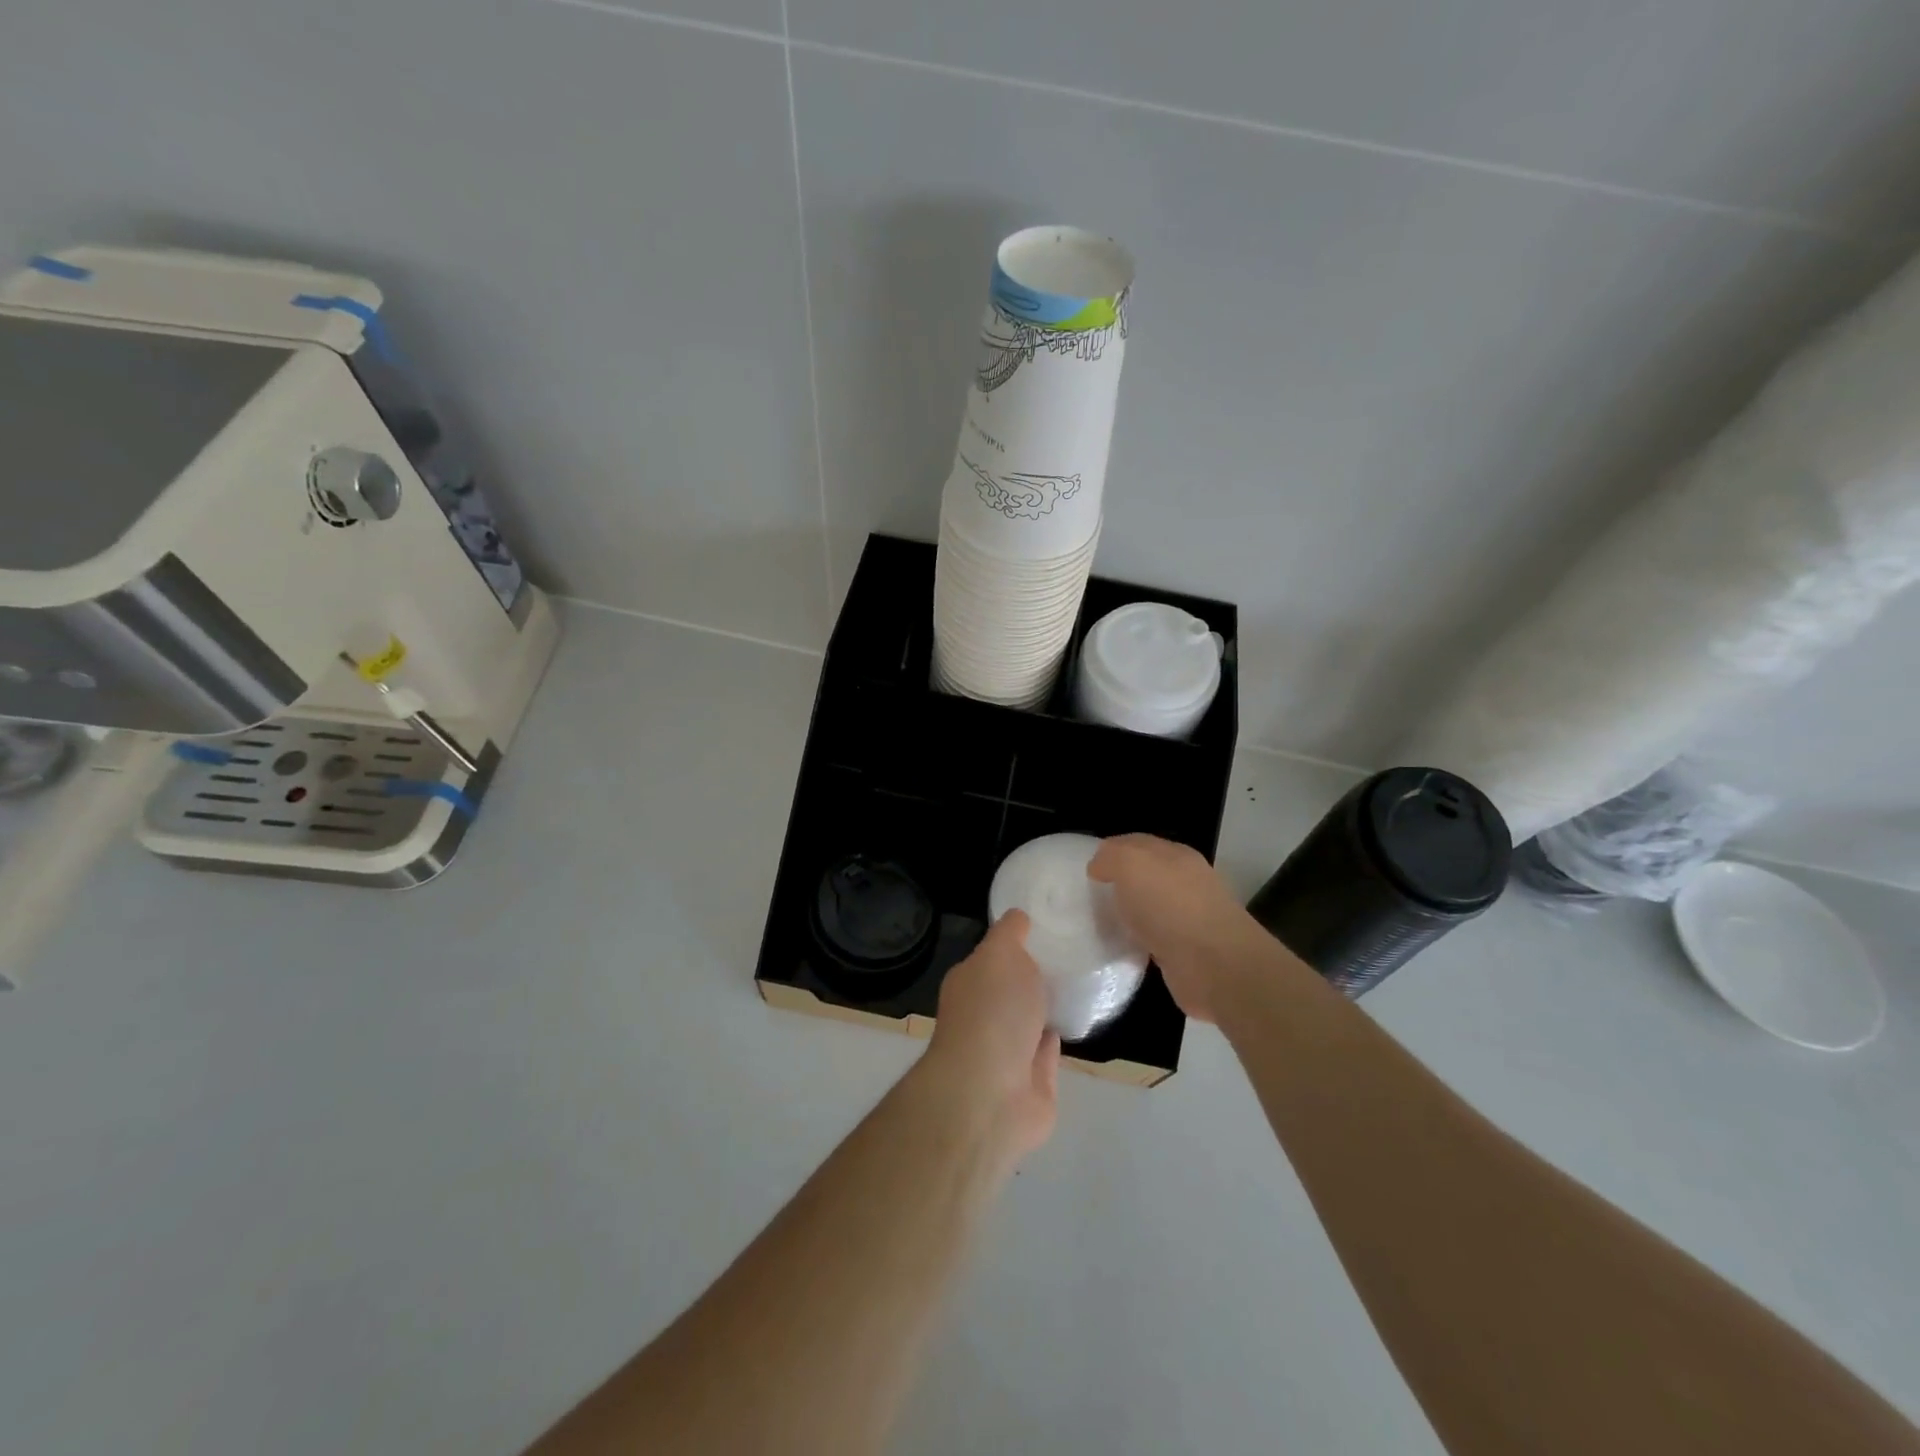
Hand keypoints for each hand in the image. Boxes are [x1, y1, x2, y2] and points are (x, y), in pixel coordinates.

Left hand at [925, 910, 1059, 1157]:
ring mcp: (1007, 1052)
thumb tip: (1018, 916)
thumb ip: (1010, 933)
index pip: (993, 956)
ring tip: (1082, 982)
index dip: (1016, 942)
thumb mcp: (1001, 954)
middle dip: (1034, 975)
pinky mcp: (1032, 1083)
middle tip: (1075, 951)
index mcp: (970, 982)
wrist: (992, 1093)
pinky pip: (1048, 1052)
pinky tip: (1079, 1018)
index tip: (1048, 925)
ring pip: (1031, 1021)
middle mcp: (984, 1015)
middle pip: (1012, 989)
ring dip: (1048, 1007)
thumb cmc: (992, 1012)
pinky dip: (1059, 1037)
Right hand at [1088, 834, 1272, 1024]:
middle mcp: (1185, 882)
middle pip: (1144, 875)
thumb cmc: (1171, 906)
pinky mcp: (1187, 952)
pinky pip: (1153, 939)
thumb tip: (1099, 867)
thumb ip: (1111, 857)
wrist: (1215, 966)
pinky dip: (1137, 942)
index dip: (1110, 851)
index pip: (1136, 843)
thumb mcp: (1132, 864)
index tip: (1086, 870)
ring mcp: (1189, 918)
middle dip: (1118, 883)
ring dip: (1127, 914)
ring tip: (1099, 924)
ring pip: (1148, 908)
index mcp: (1175, 855)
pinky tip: (1121, 948)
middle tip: (1087, 897)